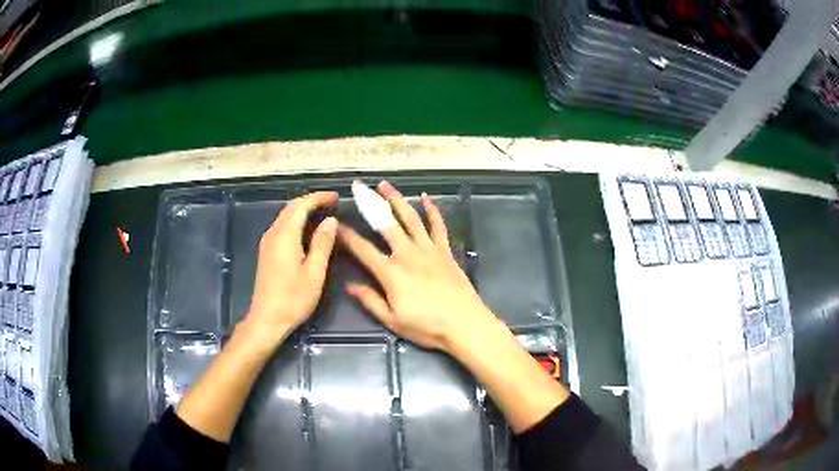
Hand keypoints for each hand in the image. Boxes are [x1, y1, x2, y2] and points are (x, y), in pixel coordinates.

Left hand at [245, 191, 338, 343]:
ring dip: (303, 210)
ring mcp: (267, 242)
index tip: (336, 197)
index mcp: (285, 236)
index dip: (319, 198)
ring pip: (285, 216)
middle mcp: (273, 233)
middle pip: (291, 207)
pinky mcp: (266, 251)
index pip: (301, 205)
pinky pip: (282, 227)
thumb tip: (330, 220)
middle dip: (311, 201)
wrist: (267, 319)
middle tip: (332, 203)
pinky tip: (308, 231)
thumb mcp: (314, 272)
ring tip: (323, 214)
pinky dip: (296, 222)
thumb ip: (323, 243)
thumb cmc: (293, 298)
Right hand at [339, 181, 499, 352]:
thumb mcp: (393, 320)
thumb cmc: (427, 327)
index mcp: (391, 272)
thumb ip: (370, 300)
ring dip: (397, 199)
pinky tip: (427, 198)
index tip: (337, 223)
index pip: (363, 249)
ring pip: (411, 218)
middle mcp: (408, 254)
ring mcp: (429, 250)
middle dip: (371, 204)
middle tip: (359, 187)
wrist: (465, 324)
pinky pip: (438, 226)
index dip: (348, 236)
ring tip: (385, 185)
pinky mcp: (446, 251)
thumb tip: (350, 285)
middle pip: (386, 223)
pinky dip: (433, 210)